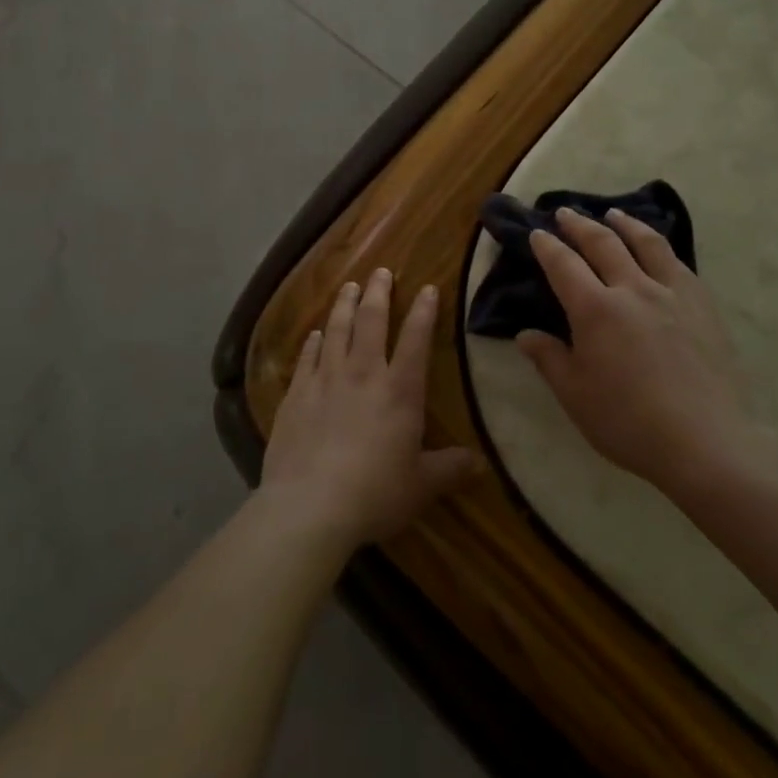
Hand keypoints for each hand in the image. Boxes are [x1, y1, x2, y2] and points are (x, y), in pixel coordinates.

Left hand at [261, 269, 482, 554]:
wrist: (310, 506)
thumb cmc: (375, 493)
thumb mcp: (422, 485)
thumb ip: (450, 469)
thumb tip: (481, 464)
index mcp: (400, 390)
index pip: (416, 339)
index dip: (424, 311)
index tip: (428, 287)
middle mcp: (363, 373)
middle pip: (372, 321)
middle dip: (379, 293)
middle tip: (380, 271)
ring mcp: (326, 380)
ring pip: (337, 330)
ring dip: (344, 306)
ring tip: (349, 287)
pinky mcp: (296, 394)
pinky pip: (307, 357)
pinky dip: (313, 342)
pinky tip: (315, 334)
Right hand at [517, 208, 746, 491]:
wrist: (705, 442)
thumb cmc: (628, 422)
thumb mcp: (575, 395)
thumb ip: (548, 359)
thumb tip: (525, 334)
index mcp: (595, 309)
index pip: (564, 265)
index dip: (547, 246)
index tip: (537, 233)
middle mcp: (632, 289)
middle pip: (603, 243)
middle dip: (580, 225)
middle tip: (566, 213)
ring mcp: (672, 293)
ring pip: (646, 243)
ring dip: (625, 224)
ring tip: (614, 214)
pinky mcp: (703, 306)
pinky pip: (678, 264)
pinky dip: (661, 248)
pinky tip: (659, 251)